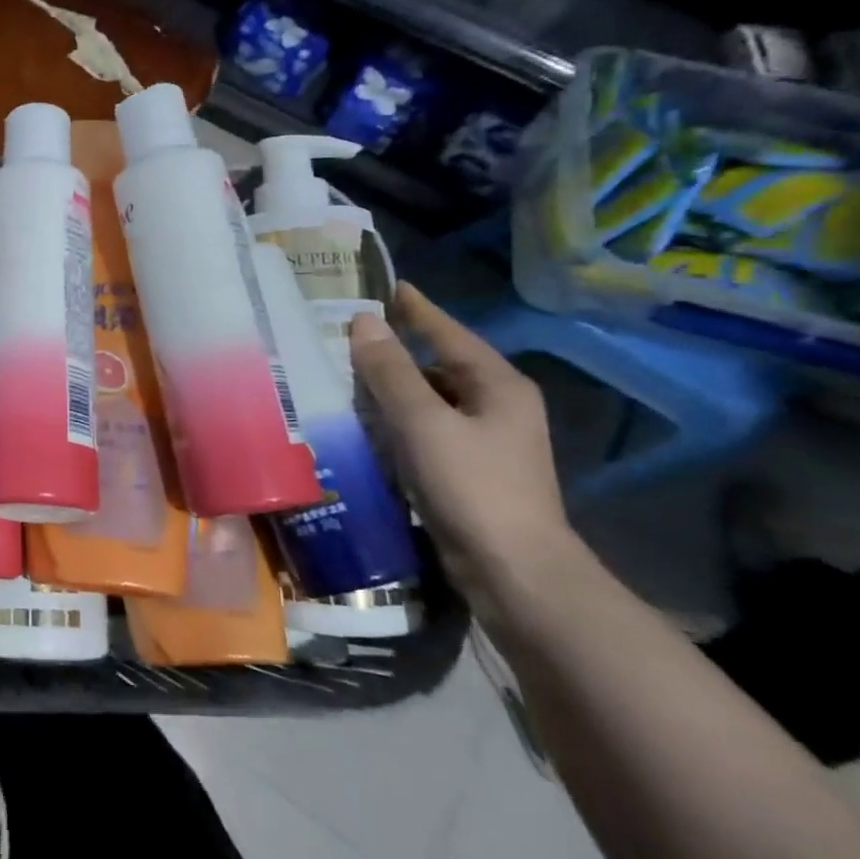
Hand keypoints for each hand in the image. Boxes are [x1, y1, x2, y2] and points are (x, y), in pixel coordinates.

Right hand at [349, 283, 579, 611]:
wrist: (514, 572)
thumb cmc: (472, 486)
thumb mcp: (423, 422)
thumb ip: (390, 370)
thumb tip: (363, 321)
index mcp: (498, 385)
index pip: (448, 333)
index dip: (416, 309)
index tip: (386, 286)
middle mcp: (498, 406)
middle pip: (439, 365)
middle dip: (396, 350)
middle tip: (347, 334)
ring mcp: (486, 442)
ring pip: (430, 399)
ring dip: (392, 388)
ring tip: (345, 375)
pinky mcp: (470, 471)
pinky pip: (426, 429)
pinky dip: (396, 421)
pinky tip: (365, 424)